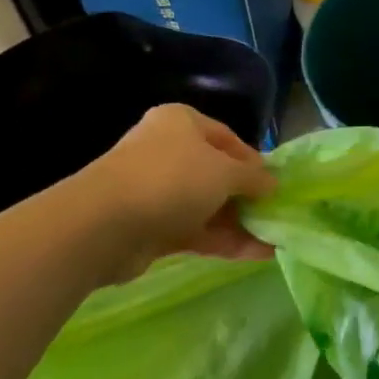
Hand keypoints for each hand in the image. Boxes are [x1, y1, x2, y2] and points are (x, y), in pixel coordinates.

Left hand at [73, 104, 277, 280]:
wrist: (102, 226)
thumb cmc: (171, 179)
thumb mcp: (225, 171)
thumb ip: (253, 178)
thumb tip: (273, 185)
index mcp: (181, 123)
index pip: (228, 138)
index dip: (254, 161)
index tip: (275, 183)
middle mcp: (167, 152)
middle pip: (217, 174)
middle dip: (247, 196)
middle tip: (276, 213)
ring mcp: (156, 192)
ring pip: (207, 206)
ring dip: (240, 223)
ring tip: (275, 239)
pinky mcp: (150, 228)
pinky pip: (196, 231)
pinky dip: (224, 241)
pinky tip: (255, 254)